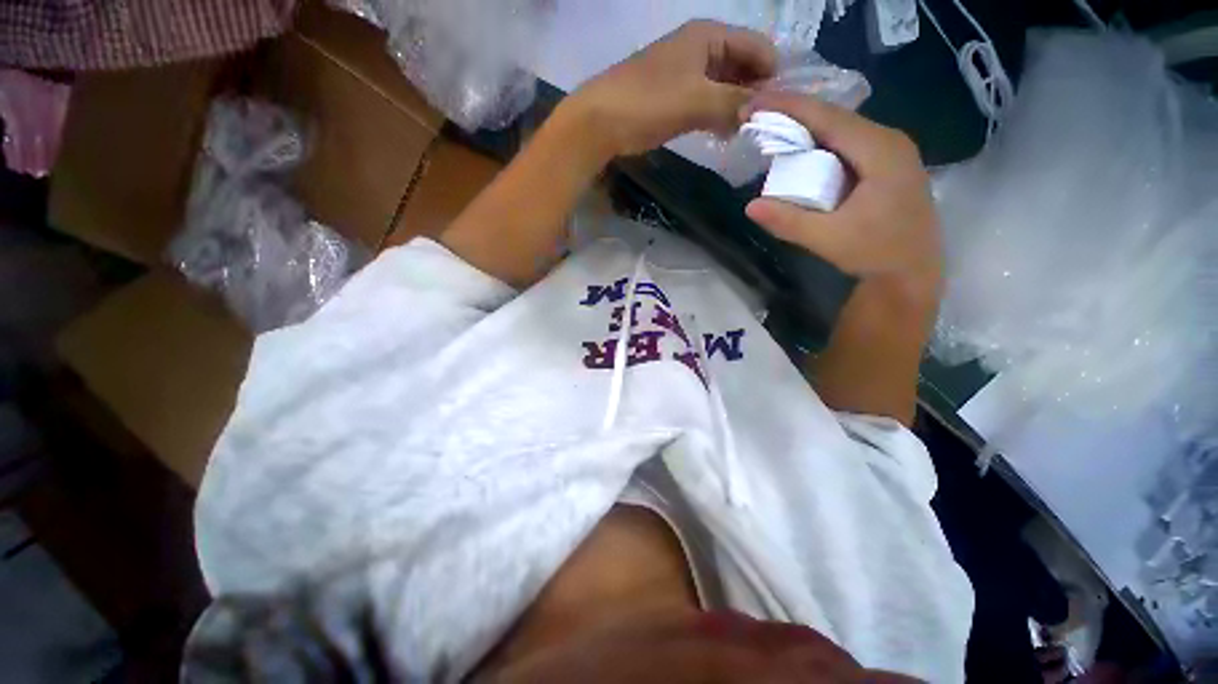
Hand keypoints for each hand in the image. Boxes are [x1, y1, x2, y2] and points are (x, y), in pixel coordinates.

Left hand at [565, 20, 776, 157]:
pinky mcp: (675, 98)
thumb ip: (734, 103)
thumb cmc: (648, 102)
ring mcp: (687, 74)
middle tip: (766, 126)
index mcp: (709, 36)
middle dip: (755, 93)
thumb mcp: (696, 100)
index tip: (782, 108)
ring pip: (725, 87)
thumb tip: (766, 111)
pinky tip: (724, 134)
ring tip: (748, 133)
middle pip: (743, 66)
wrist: (601, 121)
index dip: (772, 75)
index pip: (757, 48)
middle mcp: (701, 49)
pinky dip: (718, 116)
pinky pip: (707, 102)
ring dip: (737, 107)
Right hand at [743, 92, 942, 292]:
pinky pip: (848, 143)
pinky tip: (802, 150)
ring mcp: (891, 151)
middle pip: (835, 117)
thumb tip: (750, 206)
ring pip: (842, 128)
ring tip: (773, 129)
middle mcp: (889, 141)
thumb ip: (789, 222)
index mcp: (880, 150)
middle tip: (757, 116)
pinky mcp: (887, 164)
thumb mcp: (828, 239)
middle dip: (794, 113)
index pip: (829, 117)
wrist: (912, 272)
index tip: (755, 102)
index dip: (789, 107)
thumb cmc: (876, 253)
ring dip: (807, 127)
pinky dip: (820, 142)